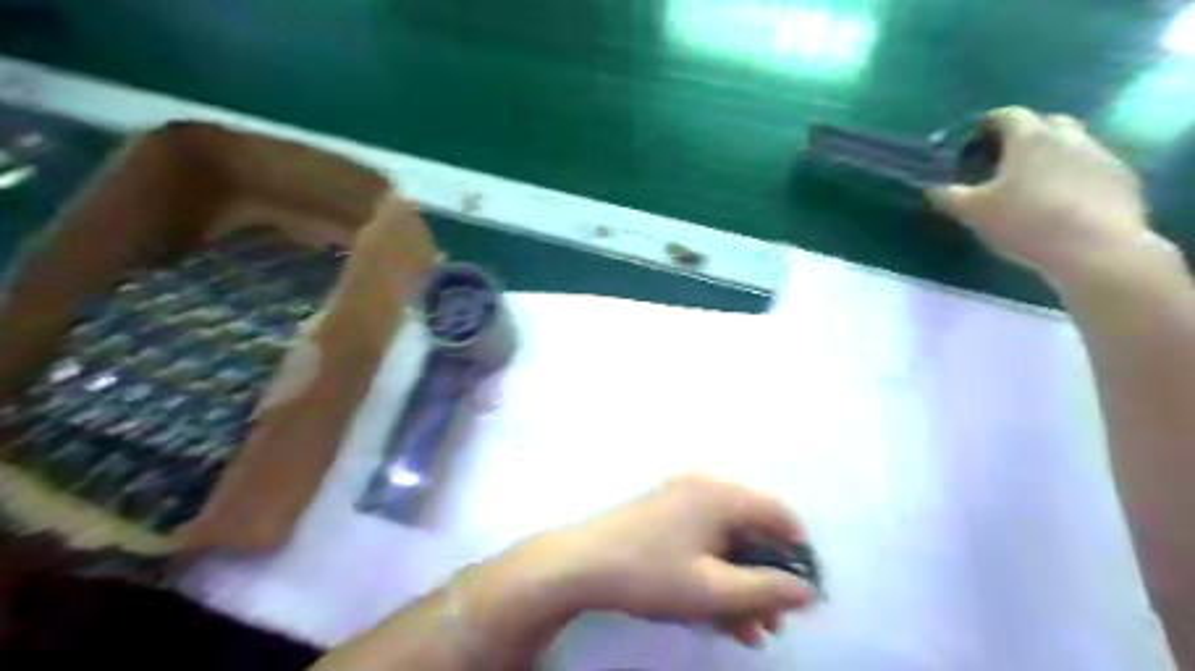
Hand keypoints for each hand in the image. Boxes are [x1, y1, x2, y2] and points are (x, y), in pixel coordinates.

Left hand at [509, 476, 818, 647]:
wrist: (579, 563)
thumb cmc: (651, 572)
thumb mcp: (713, 589)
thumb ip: (765, 590)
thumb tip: (806, 591)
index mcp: (720, 495)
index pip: (778, 514)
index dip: (798, 552)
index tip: (804, 591)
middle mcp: (703, 489)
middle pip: (751, 531)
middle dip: (765, 578)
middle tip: (774, 622)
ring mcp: (679, 500)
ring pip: (725, 542)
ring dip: (740, 583)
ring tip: (750, 630)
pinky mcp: (662, 515)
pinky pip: (701, 541)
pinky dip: (714, 572)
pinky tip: (718, 612)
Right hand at [928, 104, 1152, 283]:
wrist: (1093, 248)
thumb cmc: (1024, 222)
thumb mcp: (973, 212)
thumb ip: (949, 196)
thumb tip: (931, 188)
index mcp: (1029, 138)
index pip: (1007, 115)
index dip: (988, 124)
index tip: (975, 140)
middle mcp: (1068, 137)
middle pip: (1046, 123)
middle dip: (1025, 135)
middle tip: (1004, 160)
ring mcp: (1100, 156)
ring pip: (1072, 145)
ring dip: (1051, 156)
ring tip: (1033, 184)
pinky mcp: (1120, 179)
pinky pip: (1091, 168)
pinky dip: (1074, 177)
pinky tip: (1062, 203)